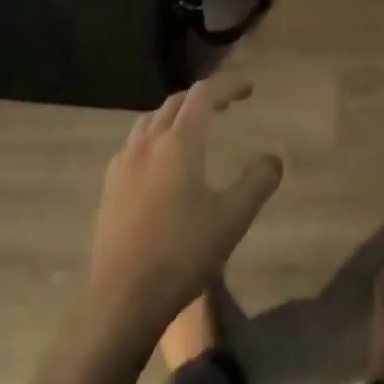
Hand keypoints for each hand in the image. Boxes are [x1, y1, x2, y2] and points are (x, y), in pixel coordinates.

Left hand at [86, 81, 283, 339]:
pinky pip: (133, 144)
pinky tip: (160, 162)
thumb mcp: (232, 220)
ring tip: (194, 128)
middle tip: (226, 106)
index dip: (227, 85)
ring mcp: (123, 163)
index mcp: (179, 142)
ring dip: (175, 115)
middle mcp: (148, 142)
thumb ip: (257, 183)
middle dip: (203, 98)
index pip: (203, 95)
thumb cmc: (183, 254)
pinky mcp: (109, 185)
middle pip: (176, 103)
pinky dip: (154, 137)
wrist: (123, 298)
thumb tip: (274, 158)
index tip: (248, 89)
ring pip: (150, 120)